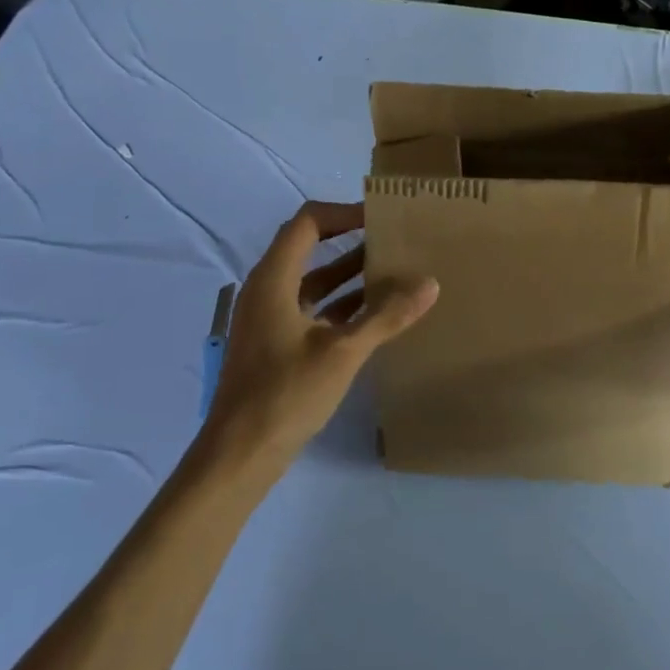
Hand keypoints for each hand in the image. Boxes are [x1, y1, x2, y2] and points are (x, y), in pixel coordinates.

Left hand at [199, 202, 437, 476]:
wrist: (239, 456)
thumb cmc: (285, 394)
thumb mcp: (343, 352)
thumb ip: (387, 316)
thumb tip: (430, 283)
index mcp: (273, 279)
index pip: (308, 222)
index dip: (344, 213)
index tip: (381, 218)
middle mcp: (267, 290)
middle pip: (310, 248)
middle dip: (352, 241)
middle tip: (395, 240)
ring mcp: (269, 319)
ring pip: (314, 282)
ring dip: (350, 275)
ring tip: (395, 272)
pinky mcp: (276, 345)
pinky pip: (313, 310)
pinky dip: (342, 305)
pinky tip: (376, 315)